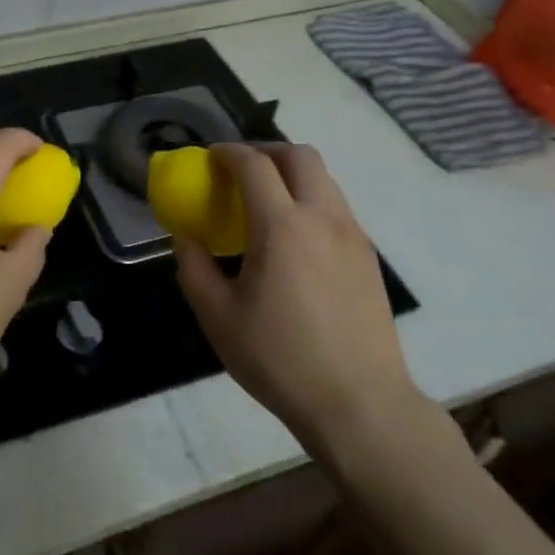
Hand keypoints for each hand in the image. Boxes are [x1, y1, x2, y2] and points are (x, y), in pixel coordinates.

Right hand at [174, 143, 427, 461]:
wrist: (360, 404)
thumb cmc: (280, 359)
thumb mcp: (218, 317)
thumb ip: (194, 268)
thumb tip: (186, 238)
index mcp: (282, 227)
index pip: (254, 165)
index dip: (228, 152)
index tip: (210, 158)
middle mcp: (322, 218)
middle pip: (299, 155)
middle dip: (266, 151)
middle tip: (240, 171)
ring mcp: (352, 235)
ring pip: (324, 178)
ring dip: (291, 174)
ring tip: (266, 203)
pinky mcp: (368, 257)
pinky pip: (336, 207)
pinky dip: (310, 200)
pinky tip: (294, 239)